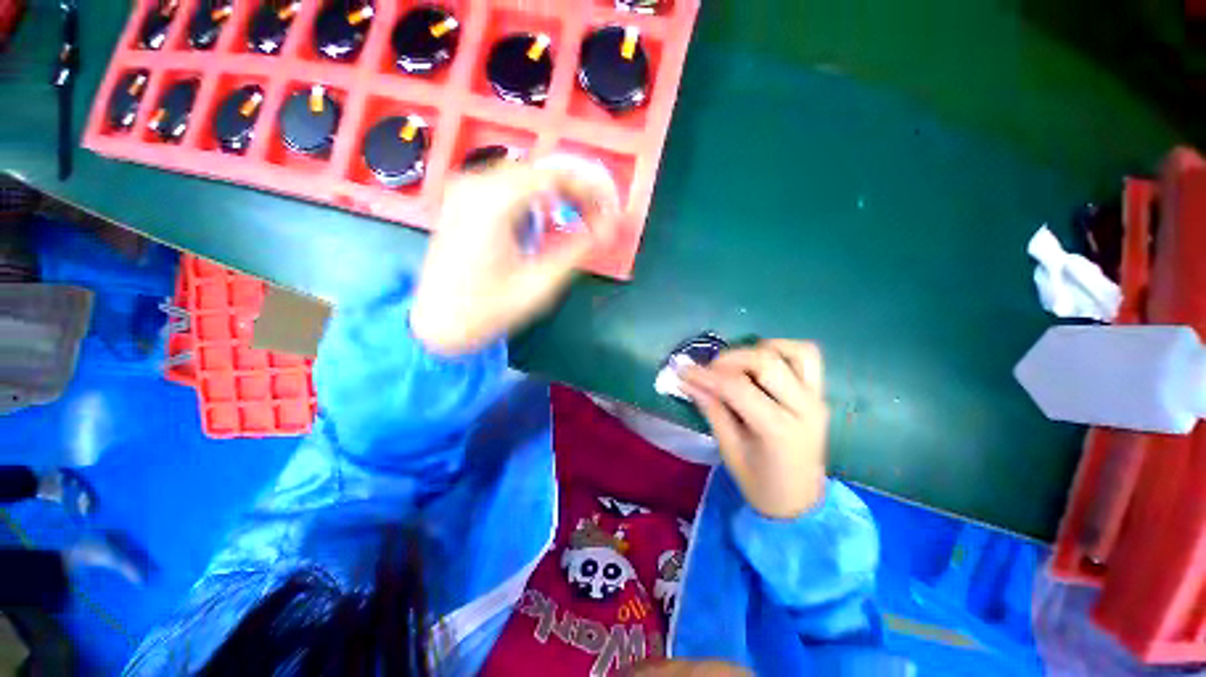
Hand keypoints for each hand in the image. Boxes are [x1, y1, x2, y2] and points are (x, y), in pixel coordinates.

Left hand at [410, 163, 619, 355]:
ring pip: (525, 175)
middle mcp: (475, 184)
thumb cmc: (487, 309)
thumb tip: (608, 229)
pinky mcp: (462, 201)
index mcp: (493, 203)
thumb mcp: (540, 284)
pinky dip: (535, 196)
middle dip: (575, 190)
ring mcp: (464, 190)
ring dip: (557, 192)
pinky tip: (547, 215)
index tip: (608, 212)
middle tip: (598, 217)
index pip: (555, 175)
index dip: (589, 189)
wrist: (436, 323)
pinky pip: (508, 185)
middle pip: (540, 170)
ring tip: (580, 216)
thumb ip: (577, 250)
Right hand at [680, 340, 828, 519]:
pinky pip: (807, 357)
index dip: (706, 376)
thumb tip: (687, 381)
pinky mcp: (820, 394)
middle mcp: (804, 408)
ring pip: (793, 351)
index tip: (683, 371)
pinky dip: (782, 350)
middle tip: (709, 371)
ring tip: (738, 365)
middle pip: (766, 362)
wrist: (799, 502)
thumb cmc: (759, 483)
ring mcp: (817, 398)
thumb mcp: (729, 450)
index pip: (737, 387)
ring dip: (760, 350)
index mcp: (779, 430)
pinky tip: (761, 363)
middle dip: (730, 359)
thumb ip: (711, 409)